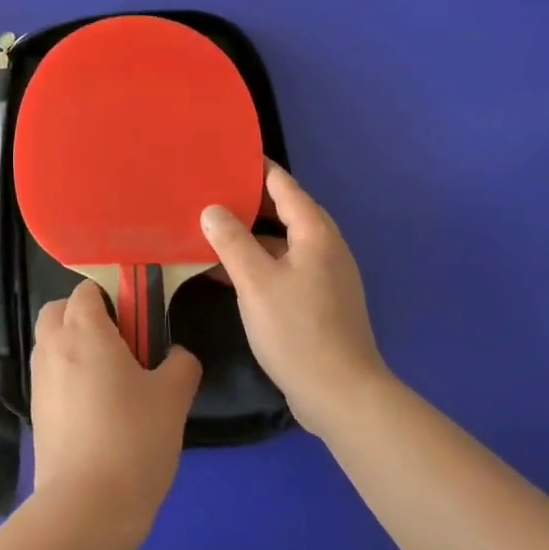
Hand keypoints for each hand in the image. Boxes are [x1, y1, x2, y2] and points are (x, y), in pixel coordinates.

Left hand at [29, 281, 201, 534]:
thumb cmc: (133, 438)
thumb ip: (180, 364)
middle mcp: (53, 347)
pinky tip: (97, 408)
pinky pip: (50, 376)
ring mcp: (39, 381)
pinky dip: (67, 377)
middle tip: (121, 341)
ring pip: (51, 343)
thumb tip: (177, 355)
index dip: (111, 296)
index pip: (86, 290)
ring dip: (74, 345)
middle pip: (58, 310)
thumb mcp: (173, 396)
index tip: (138, 318)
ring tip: (112, 377)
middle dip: (84, 315)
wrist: (87, 507)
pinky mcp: (36, 413)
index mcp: (84, 331)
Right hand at [201, 163, 390, 436]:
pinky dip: (256, 262)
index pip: (283, 184)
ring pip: (281, 242)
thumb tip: (212, 209)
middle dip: (247, 200)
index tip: (223, 155)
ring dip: (248, 235)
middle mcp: (324, 247)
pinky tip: (224, 271)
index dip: (254, 167)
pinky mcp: (317, 301)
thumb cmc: (298, 330)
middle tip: (207, 190)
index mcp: (315, 232)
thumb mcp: (256, 282)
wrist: (340, 394)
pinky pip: (282, 267)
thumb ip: (232, 241)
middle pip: (283, 211)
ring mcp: (323, 275)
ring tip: (208, 226)